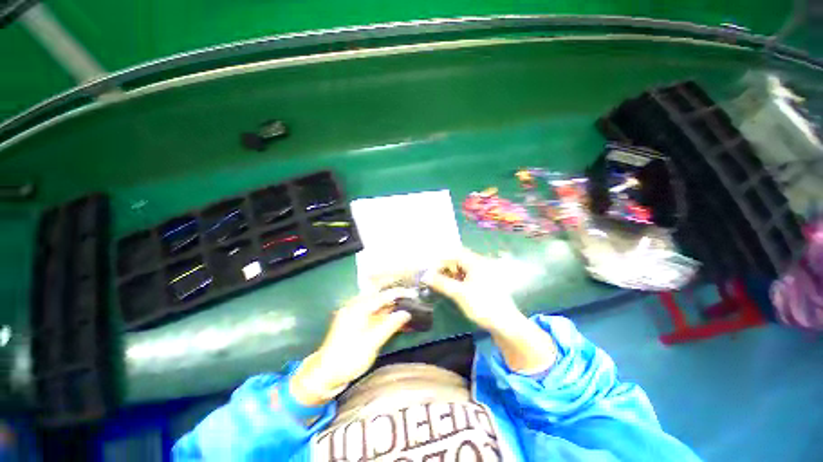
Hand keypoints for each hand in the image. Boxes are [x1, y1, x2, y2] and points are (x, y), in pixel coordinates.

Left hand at [289, 289, 412, 405]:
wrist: (325, 374)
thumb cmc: (348, 358)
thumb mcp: (371, 343)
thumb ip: (389, 325)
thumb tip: (406, 313)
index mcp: (358, 308)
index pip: (383, 295)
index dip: (399, 293)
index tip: (413, 294)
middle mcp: (356, 306)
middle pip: (380, 296)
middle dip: (396, 297)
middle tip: (411, 300)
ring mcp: (354, 314)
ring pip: (377, 305)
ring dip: (391, 306)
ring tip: (406, 309)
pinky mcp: (354, 322)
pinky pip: (373, 313)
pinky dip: (384, 315)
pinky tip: (394, 319)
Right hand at [422, 249, 521, 331]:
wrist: (506, 324)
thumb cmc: (482, 305)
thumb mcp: (458, 294)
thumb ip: (441, 283)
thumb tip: (425, 276)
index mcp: (475, 262)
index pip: (454, 254)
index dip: (441, 261)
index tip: (431, 272)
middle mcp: (480, 264)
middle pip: (458, 260)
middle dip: (445, 268)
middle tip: (434, 278)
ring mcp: (483, 274)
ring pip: (463, 269)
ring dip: (451, 274)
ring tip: (441, 284)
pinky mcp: (484, 284)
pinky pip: (468, 276)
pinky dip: (458, 280)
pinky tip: (452, 288)